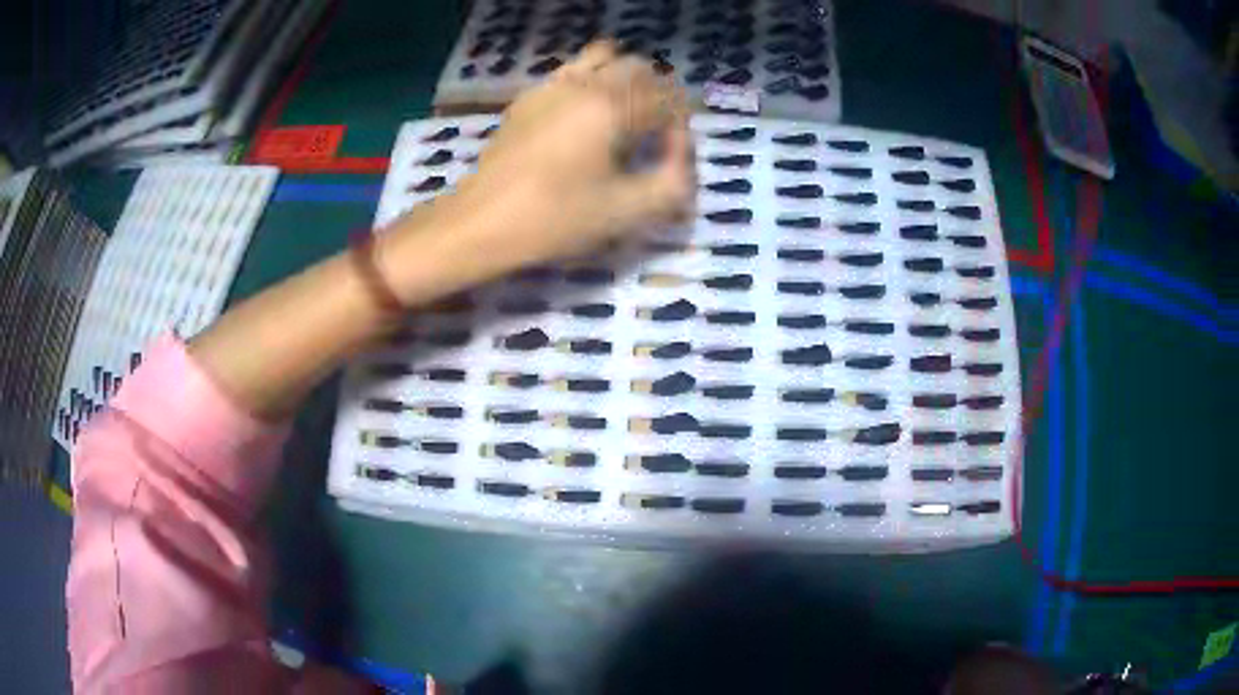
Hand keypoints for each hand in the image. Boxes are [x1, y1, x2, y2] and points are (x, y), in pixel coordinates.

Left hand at [435, 41, 695, 273]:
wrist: (482, 222)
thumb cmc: (556, 218)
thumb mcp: (628, 212)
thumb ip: (673, 182)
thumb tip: (680, 155)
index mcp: (613, 106)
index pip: (668, 97)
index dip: (679, 125)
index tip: (671, 157)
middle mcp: (585, 83)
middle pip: (639, 67)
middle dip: (657, 94)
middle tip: (653, 133)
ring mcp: (552, 85)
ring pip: (602, 56)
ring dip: (623, 77)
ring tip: (622, 114)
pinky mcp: (528, 97)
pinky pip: (570, 70)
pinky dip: (590, 80)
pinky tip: (583, 115)